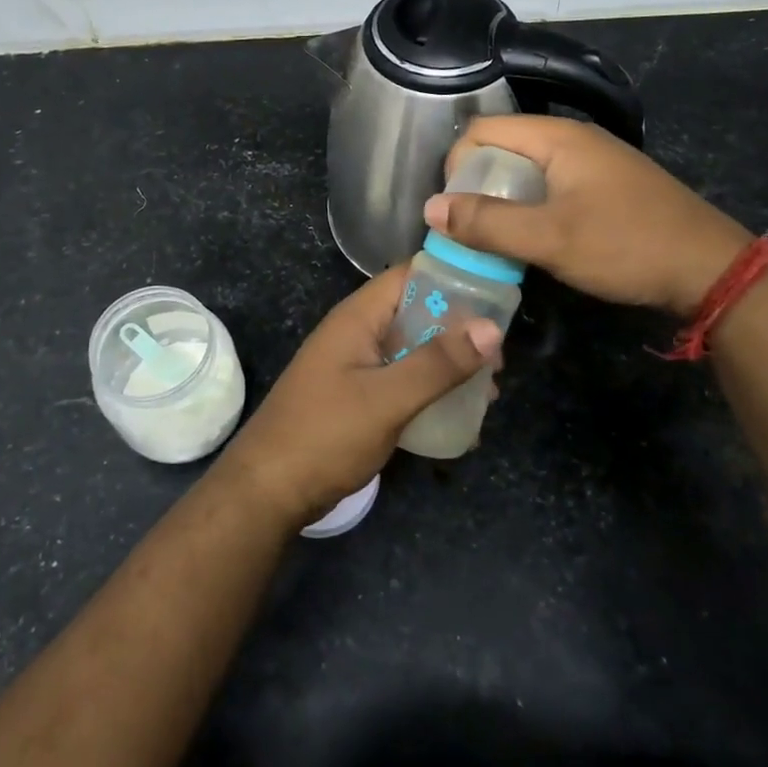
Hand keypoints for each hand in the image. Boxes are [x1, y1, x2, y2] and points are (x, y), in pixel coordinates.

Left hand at [217, 266, 500, 530]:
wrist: (267, 491)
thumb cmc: (325, 434)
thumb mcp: (387, 399)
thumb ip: (438, 363)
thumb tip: (492, 328)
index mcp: (359, 317)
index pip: (412, 274)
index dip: (454, 277)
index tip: (499, 297)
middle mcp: (358, 332)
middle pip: (418, 312)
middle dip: (460, 330)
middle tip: (499, 359)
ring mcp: (357, 365)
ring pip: (414, 349)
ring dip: (449, 364)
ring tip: (489, 391)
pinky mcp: (358, 396)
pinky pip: (403, 380)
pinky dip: (431, 390)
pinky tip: (461, 417)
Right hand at [425, 115, 752, 317]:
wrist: (711, 269)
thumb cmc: (626, 246)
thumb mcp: (550, 239)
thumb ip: (487, 224)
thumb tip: (431, 209)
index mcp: (557, 137)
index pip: (482, 130)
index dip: (456, 165)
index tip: (454, 211)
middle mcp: (573, 138)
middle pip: (502, 146)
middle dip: (477, 184)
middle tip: (471, 229)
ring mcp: (593, 161)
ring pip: (527, 169)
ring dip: (503, 199)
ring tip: (497, 238)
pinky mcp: (606, 185)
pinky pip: (551, 185)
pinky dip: (530, 206)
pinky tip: (535, 238)